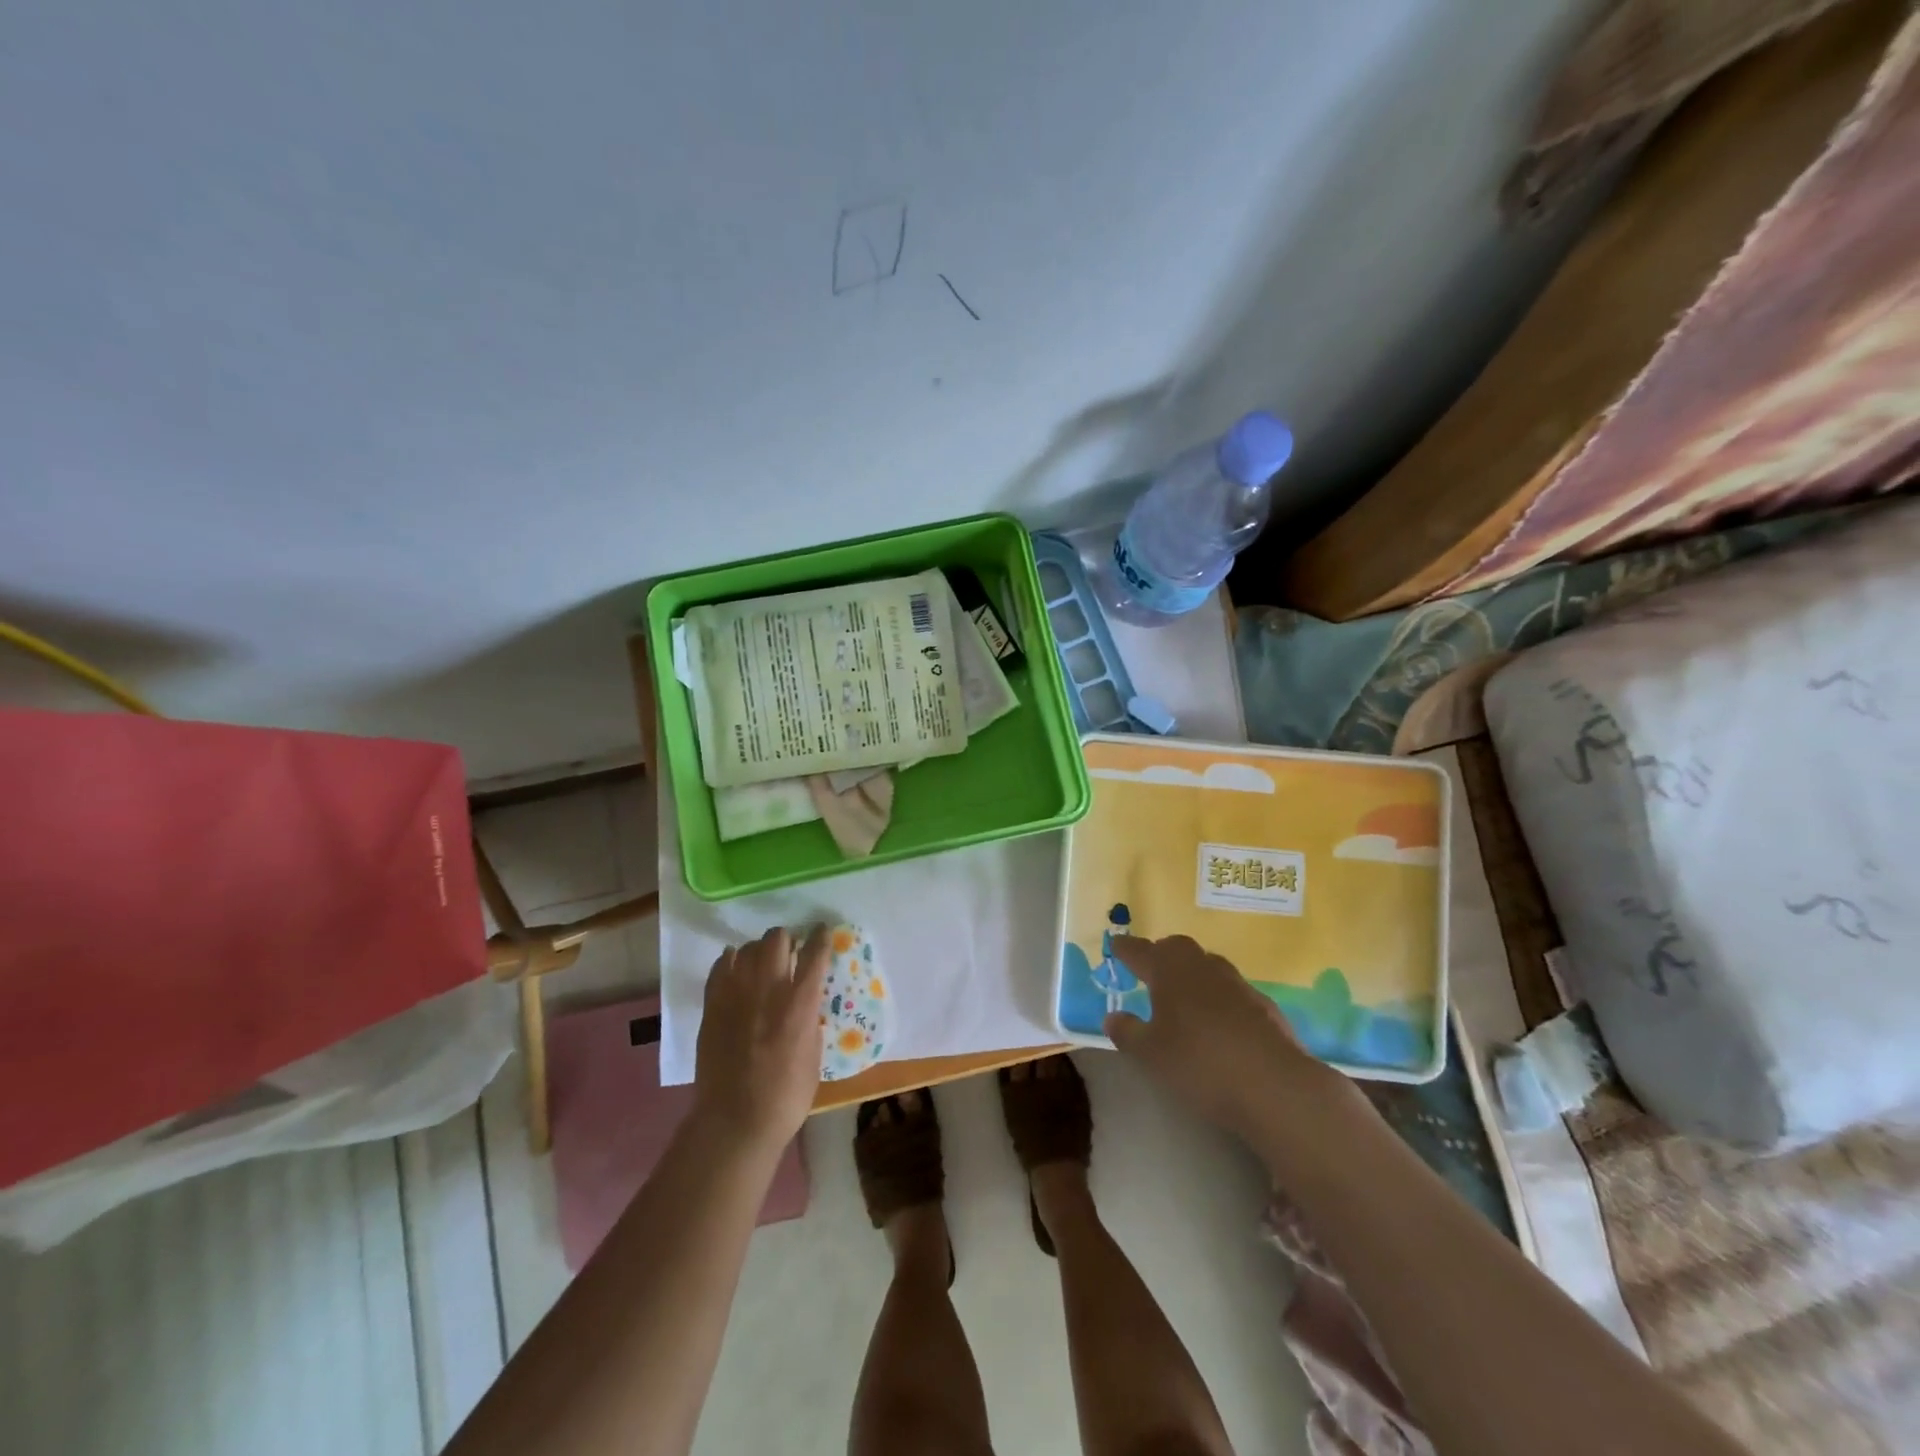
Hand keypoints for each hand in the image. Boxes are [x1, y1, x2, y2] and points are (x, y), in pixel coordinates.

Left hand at [692, 925, 829, 1157]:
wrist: (735, 1121)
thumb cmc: (786, 1096)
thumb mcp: (814, 1054)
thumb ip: (809, 1020)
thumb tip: (805, 1003)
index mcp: (800, 1003)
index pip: (815, 953)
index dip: (821, 937)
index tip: (822, 931)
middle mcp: (769, 989)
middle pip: (777, 939)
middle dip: (786, 938)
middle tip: (790, 950)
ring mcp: (736, 995)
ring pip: (747, 948)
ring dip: (759, 949)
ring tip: (762, 960)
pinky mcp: (712, 1006)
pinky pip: (720, 967)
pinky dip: (730, 960)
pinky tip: (735, 966)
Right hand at [1104, 934, 1337, 1142]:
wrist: (1274, 1086)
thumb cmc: (1199, 1063)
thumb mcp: (1150, 1054)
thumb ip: (1127, 1032)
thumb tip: (1112, 1016)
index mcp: (1169, 969)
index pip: (1140, 950)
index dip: (1125, 949)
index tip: (1116, 945)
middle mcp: (1202, 966)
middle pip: (1177, 949)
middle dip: (1161, 956)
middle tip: (1149, 972)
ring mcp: (1237, 983)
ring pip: (1207, 967)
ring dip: (1192, 976)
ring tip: (1182, 998)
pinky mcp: (1264, 1006)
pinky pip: (1231, 993)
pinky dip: (1218, 1000)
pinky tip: (1217, 1024)